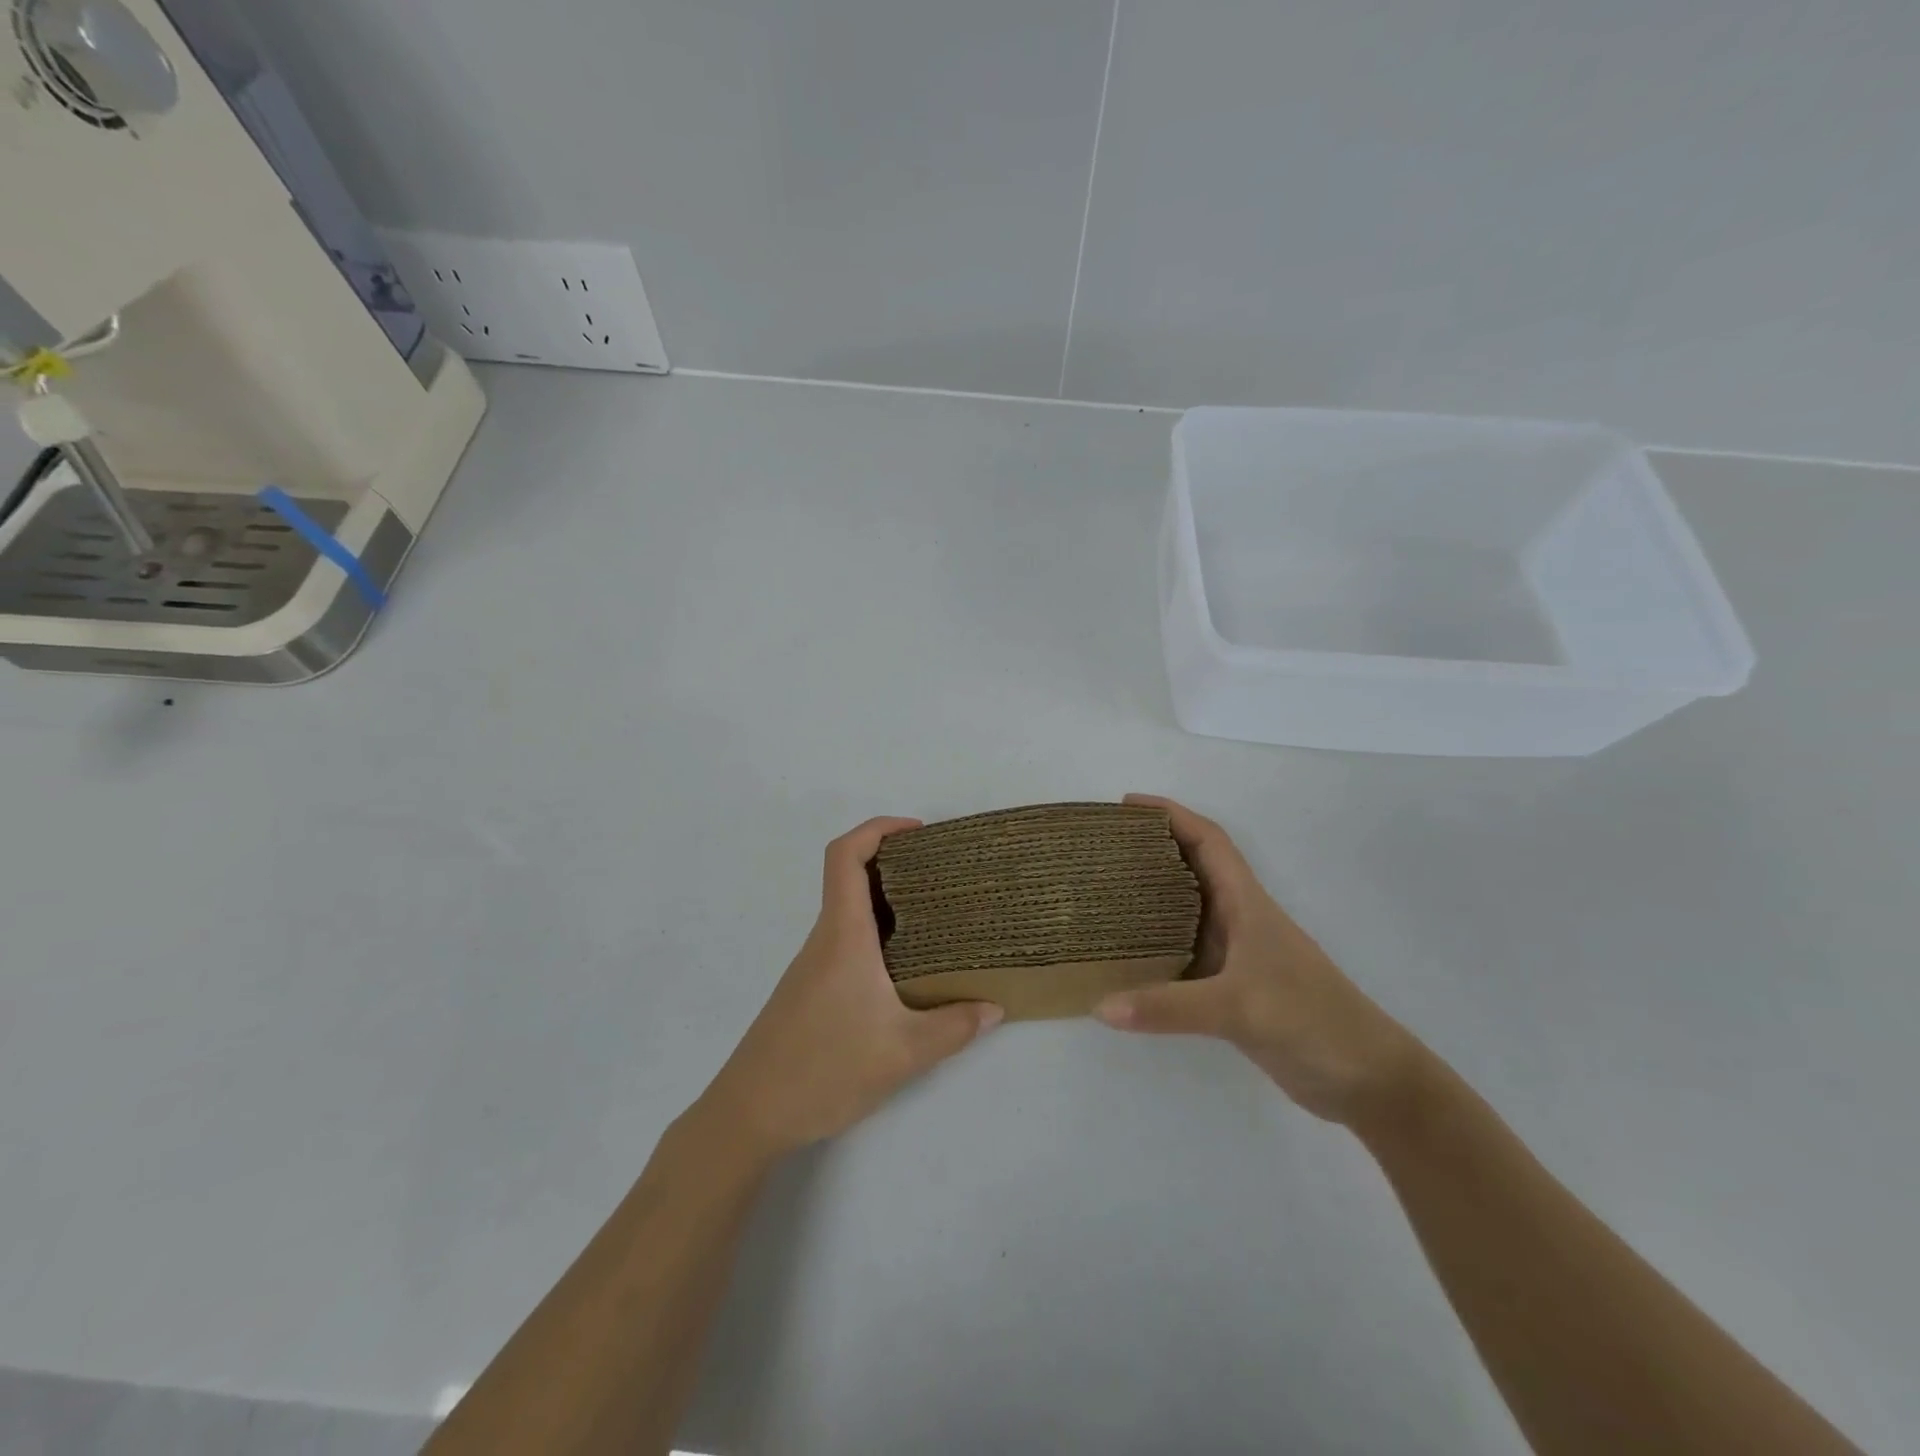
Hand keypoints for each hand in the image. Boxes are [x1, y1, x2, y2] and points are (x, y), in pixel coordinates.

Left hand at [699, 817, 1003, 1157]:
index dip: (878, 828)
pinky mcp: (810, 990)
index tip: (918, 832)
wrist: (749, 1115)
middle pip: (850, 877)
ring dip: (887, 902)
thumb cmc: (823, 1070)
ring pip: (850, 913)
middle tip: (943, 874)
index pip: (846, 856)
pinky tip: (904, 968)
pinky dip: (877, 935)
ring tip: (936, 918)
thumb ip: (954, 1028)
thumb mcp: (903, 1053)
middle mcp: (825, 939)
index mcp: (843, 936)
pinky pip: (846, 942)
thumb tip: (994, 1009)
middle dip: (895, 863)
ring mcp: (813, 965)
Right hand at [1096, 795, 1422, 1124]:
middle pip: (1191, 868)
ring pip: (1184, 912)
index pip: (1208, 840)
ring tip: (1103, 894)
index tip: (1126, 806)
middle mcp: (1239, 920)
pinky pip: (1182, 954)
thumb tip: (1099, 1005)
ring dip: (1148, 897)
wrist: (1367, 1080)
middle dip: (1150, 849)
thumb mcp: (1238, 1008)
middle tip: (1102, 849)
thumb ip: (1168, 1007)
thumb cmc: (1311, 1020)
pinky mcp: (1232, 988)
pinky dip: (1153, 948)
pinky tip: (1125, 959)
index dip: (1170, 814)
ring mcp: (1237, 955)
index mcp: (1246, 903)